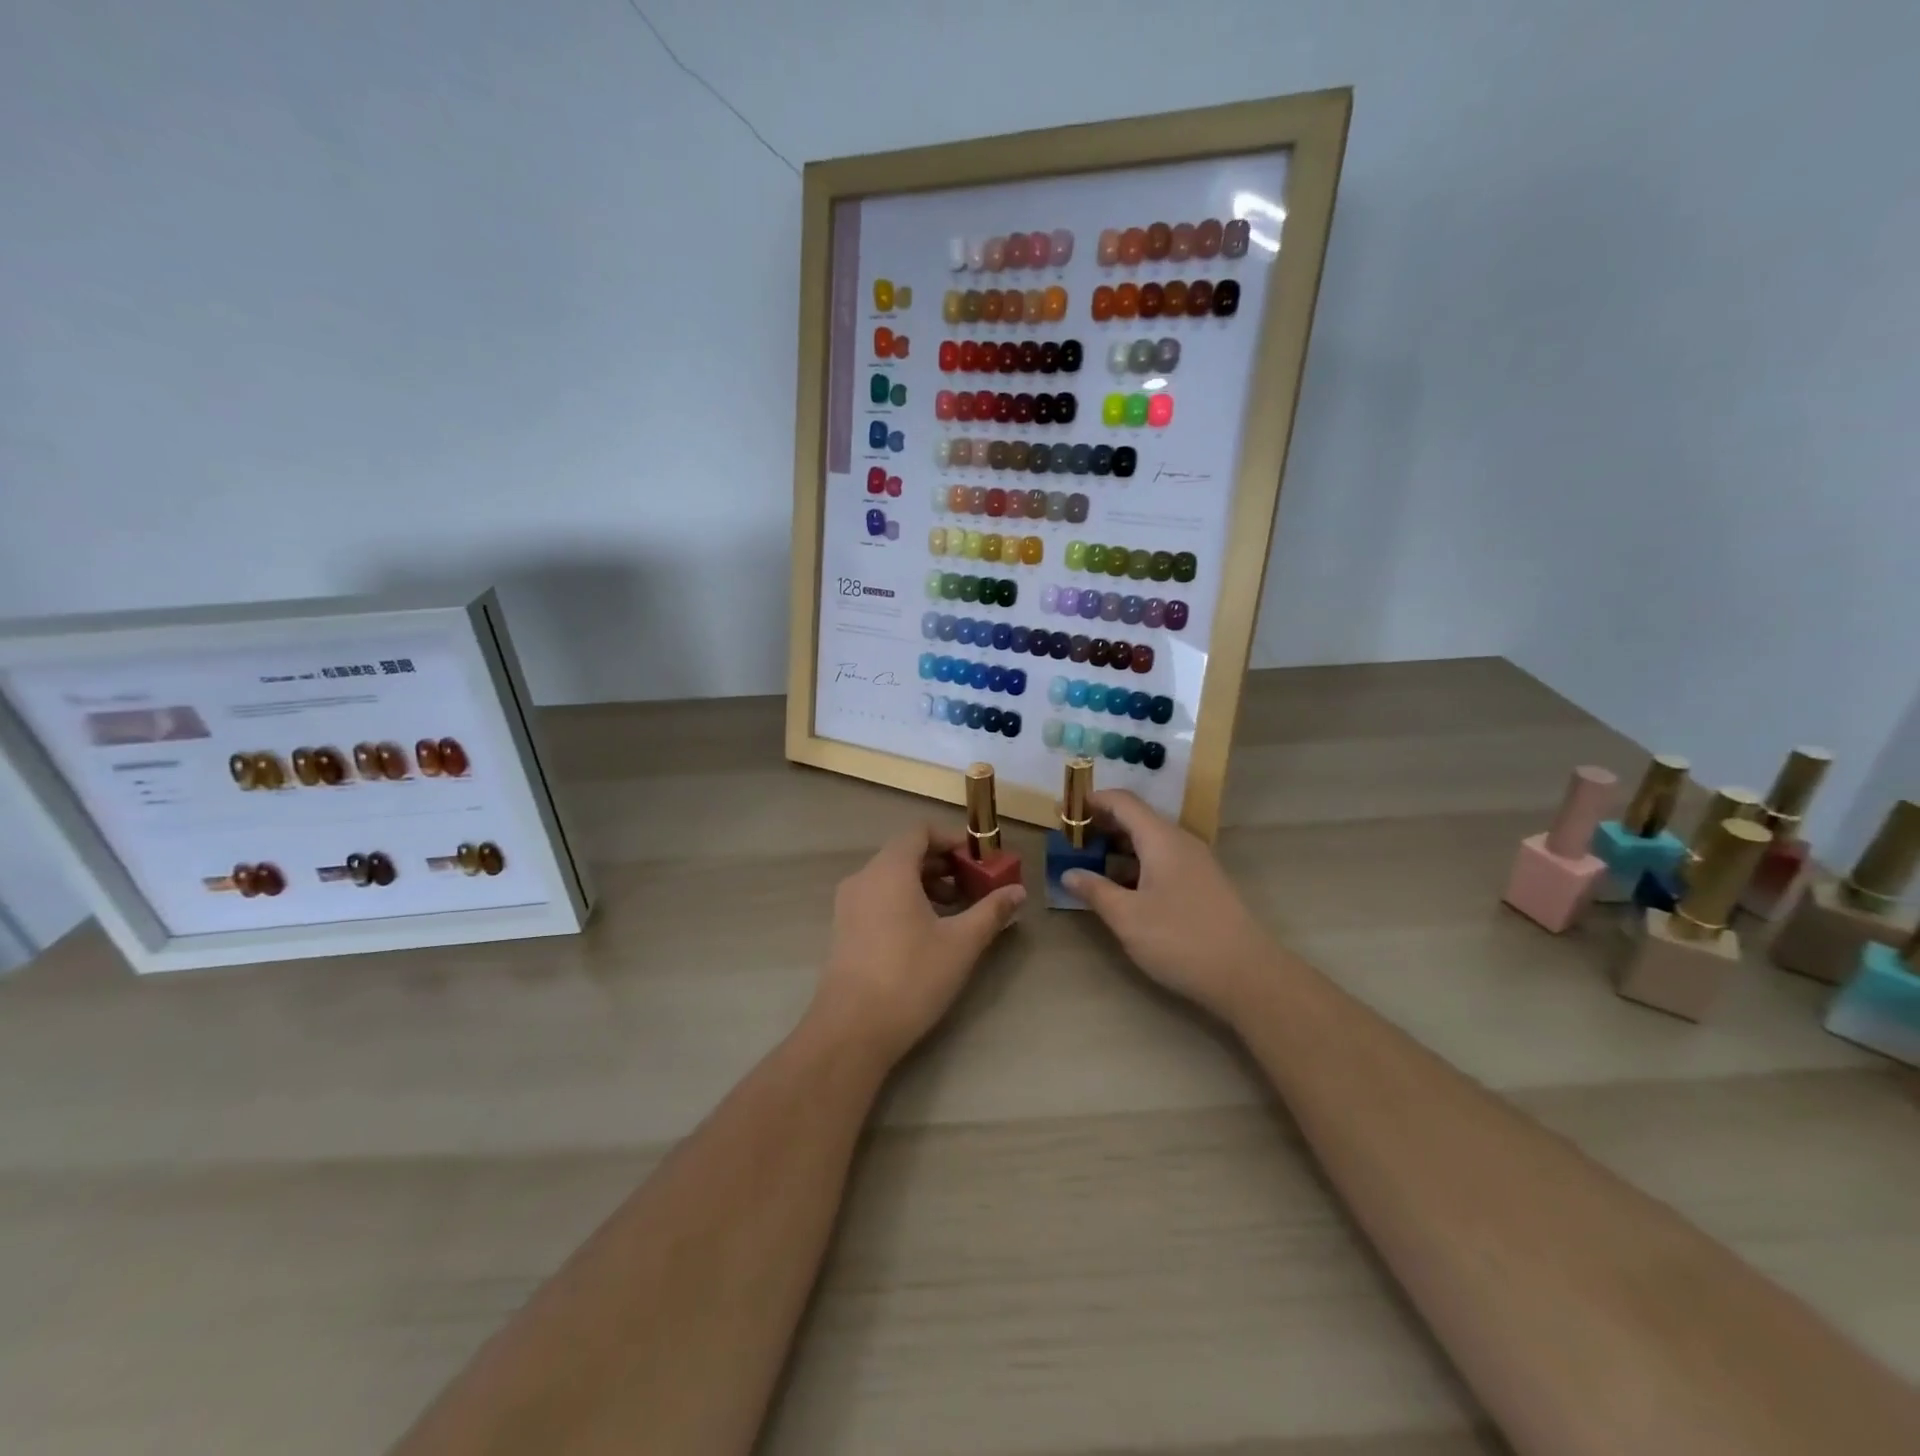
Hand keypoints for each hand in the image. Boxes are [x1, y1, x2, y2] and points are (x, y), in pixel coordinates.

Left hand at [811, 824, 1025, 1065]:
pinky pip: (878, 898)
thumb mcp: (961, 943)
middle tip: (973, 887)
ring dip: (925, 885)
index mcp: (889, 869)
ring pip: (891, 878)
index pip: (920, 832)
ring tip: (954, 912)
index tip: (978, 860)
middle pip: (905, 853)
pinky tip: (926, 933)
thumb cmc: (910, 976)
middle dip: (942, 865)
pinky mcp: (843, 930)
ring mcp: (848, 905)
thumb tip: (1018, 891)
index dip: (951, 839)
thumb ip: (991, 911)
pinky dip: (904, 901)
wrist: (852, 1029)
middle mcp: (864, 878)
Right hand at [1063, 791, 1274, 1018]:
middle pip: (1137, 819)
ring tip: (1090, 864)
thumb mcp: (1127, 917)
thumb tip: (1069, 873)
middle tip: (1072, 841)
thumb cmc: (1180, 939)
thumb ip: (1095, 890)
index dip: (1093, 801)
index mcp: (1161, 839)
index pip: (1123, 802)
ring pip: (1151, 842)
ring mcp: (1196, 863)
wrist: (1247, 975)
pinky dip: (1137, 864)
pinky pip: (1163, 860)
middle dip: (1102, 825)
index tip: (1065, 813)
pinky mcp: (1203, 884)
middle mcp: (1180, 842)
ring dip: (1119, 847)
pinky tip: (1122, 888)